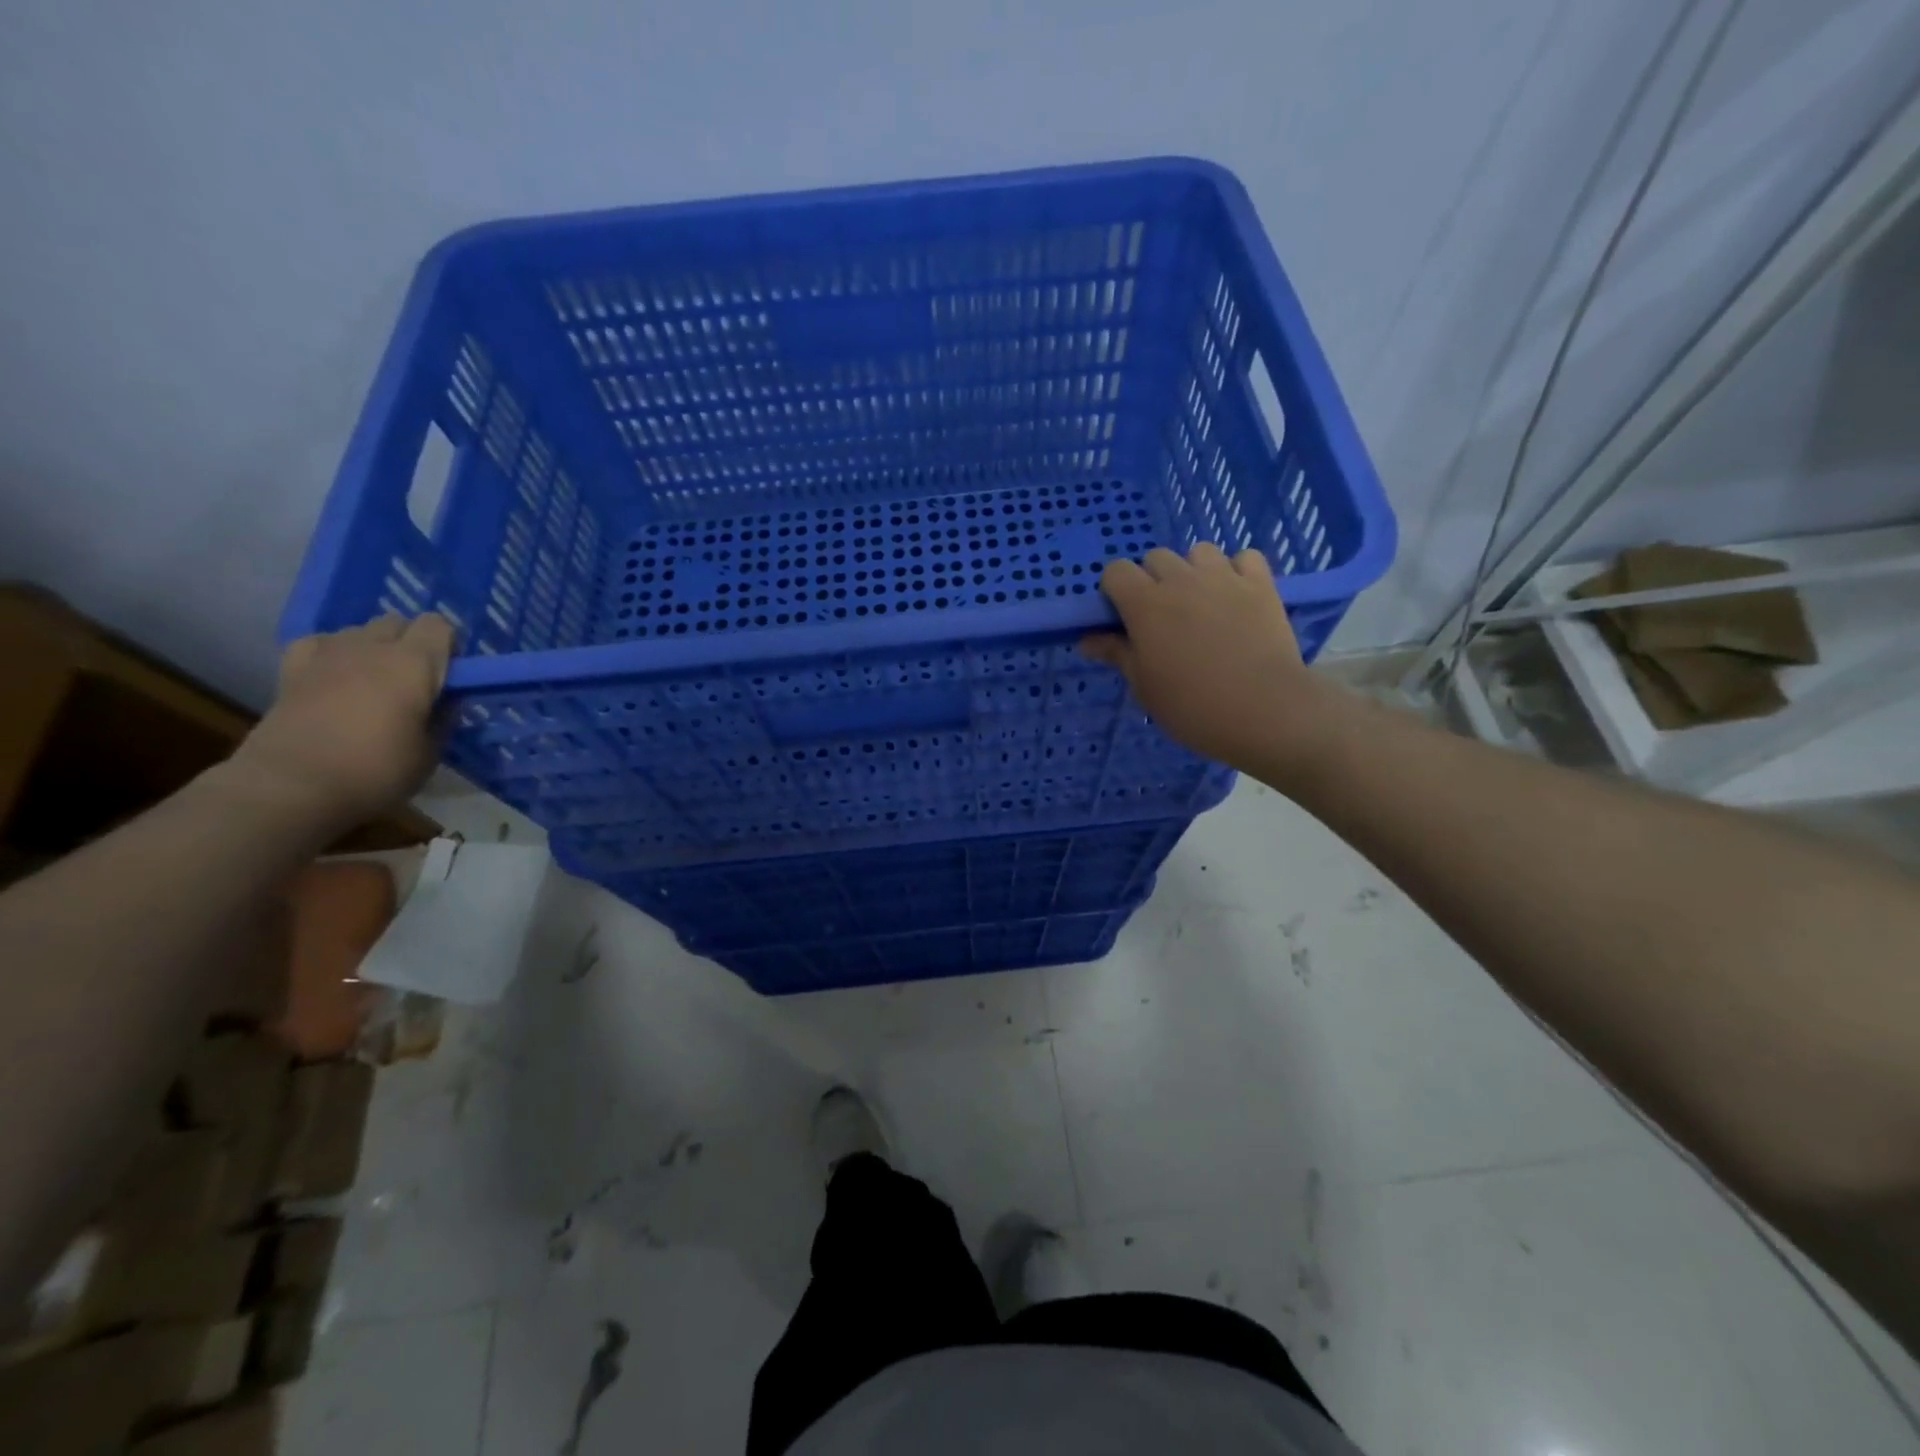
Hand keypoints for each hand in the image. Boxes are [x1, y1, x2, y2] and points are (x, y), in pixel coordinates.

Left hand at [225, 614, 453, 831]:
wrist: (291, 787)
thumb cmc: (375, 771)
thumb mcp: (430, 753)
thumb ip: (443, 719)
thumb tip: (448, 702)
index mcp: (414, 663)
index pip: (438, 625)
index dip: (448, 644)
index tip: (451, 674)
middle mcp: (371, 647)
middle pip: (397, 622)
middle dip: (411, 642)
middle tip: (417, 680)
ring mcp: (326, 654)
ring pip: (359, 631)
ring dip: (373, 648)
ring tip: (375, 682)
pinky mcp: (291, 669)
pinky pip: (320, 643)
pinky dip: (333, 653)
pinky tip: (335, 676)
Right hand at [1079, 545, 1336, 772]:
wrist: (1264, 710)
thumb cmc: (1192, 706)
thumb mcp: (1144, 686)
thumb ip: (1117, 654)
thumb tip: (1088, 640)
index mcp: (1145, 604)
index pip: (1116, 571)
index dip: (1115, 591)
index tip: (1123, 618)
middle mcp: (1181, 579)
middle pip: (1156, 557)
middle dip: (1153, 580)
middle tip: (1163, 617)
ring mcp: (1224, 577)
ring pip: (1200, 552)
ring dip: (1194, 571)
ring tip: (1202, 602)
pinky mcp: (1261, 584)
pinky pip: (1245, 558)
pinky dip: (1238, 571)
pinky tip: (1237, 596)